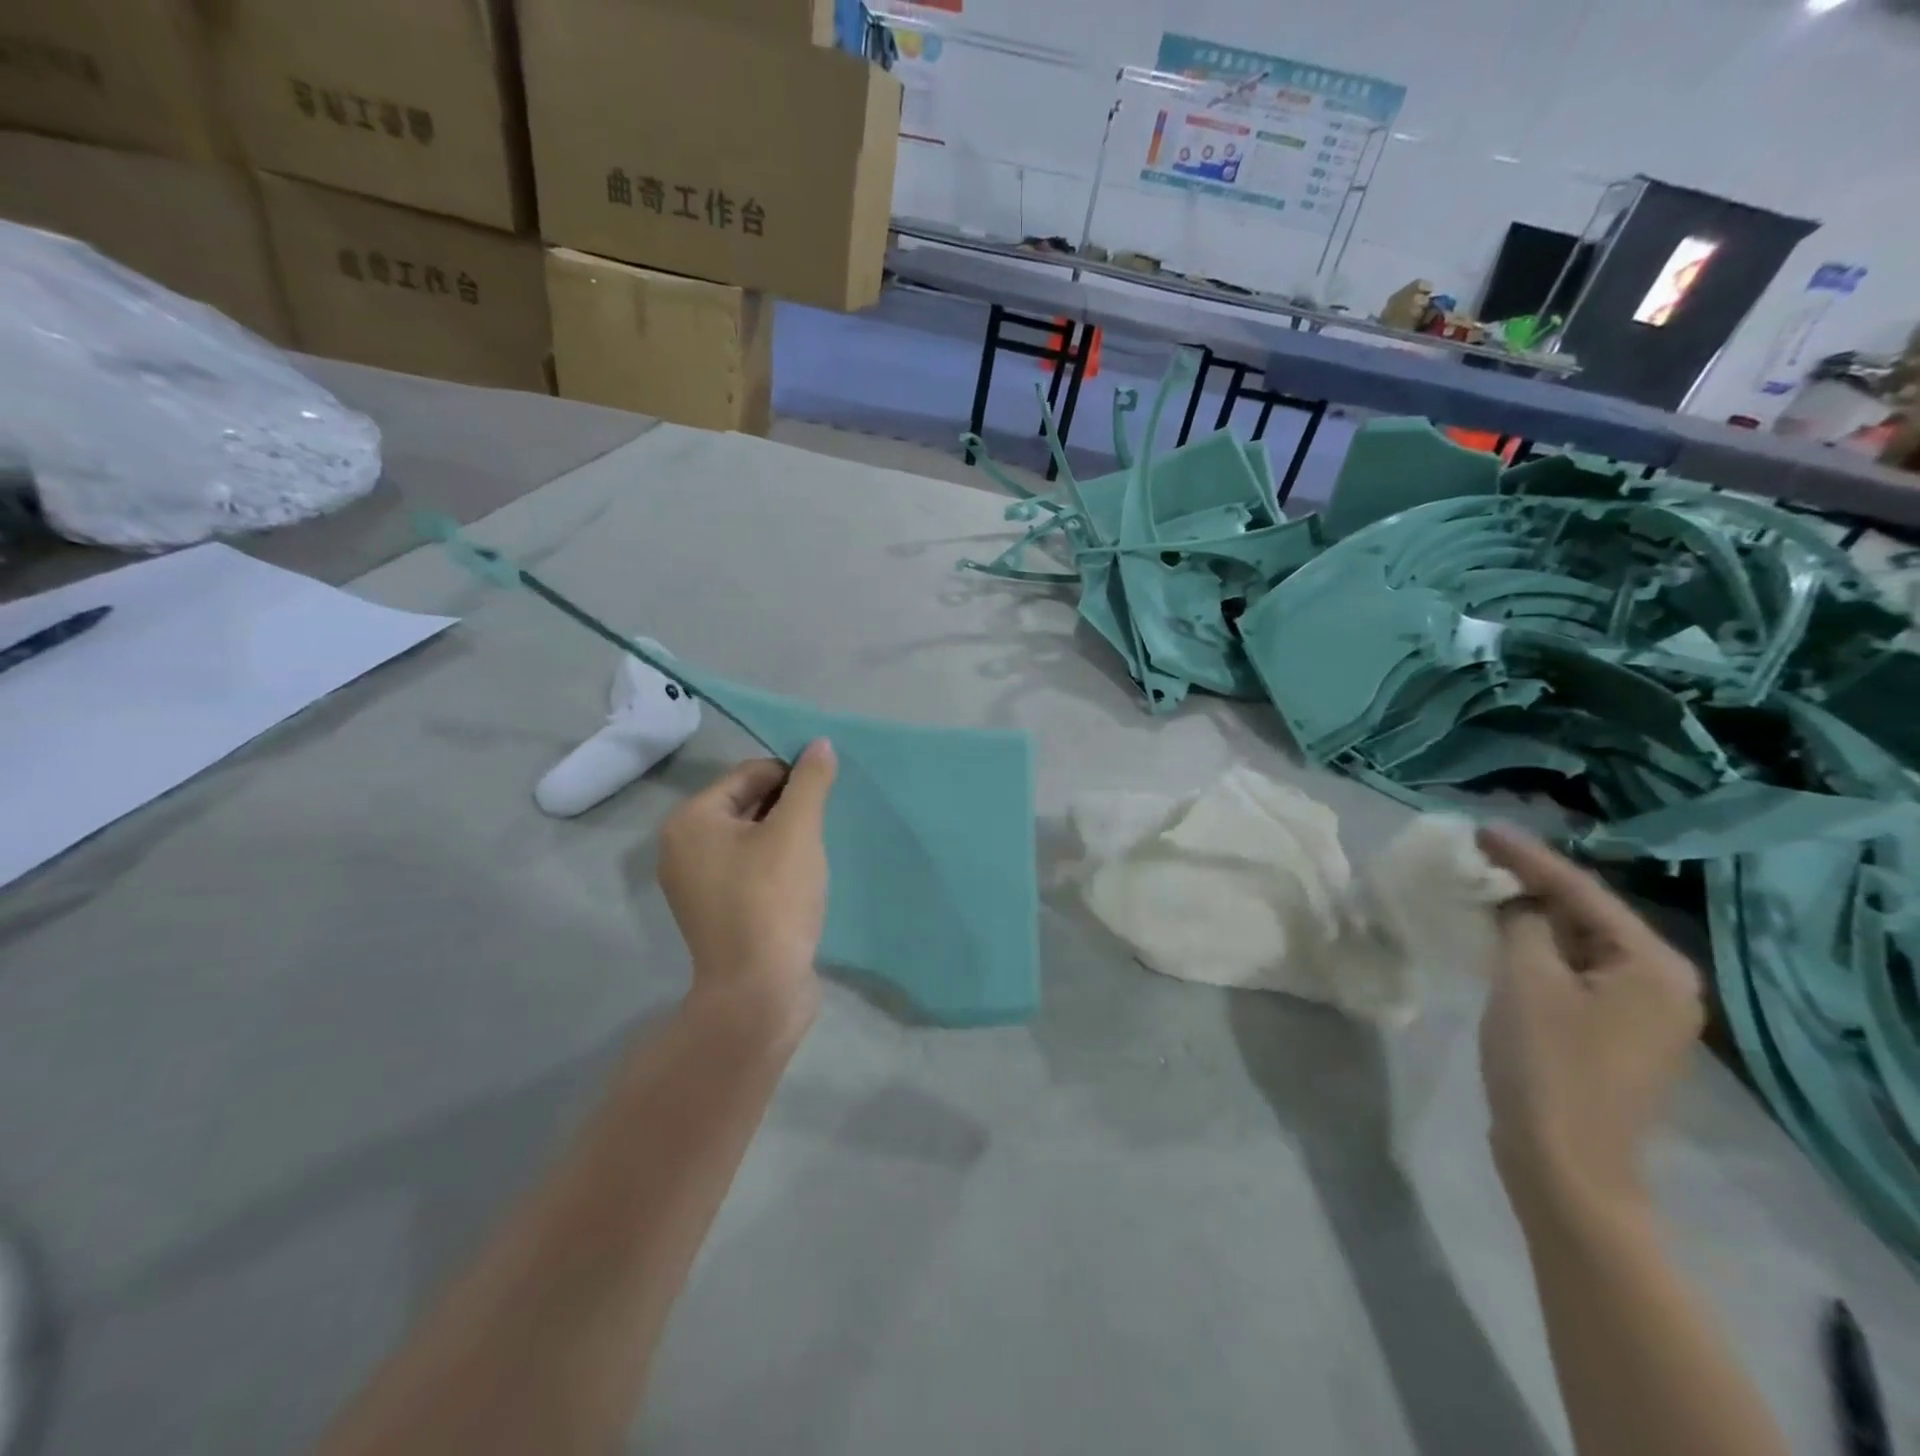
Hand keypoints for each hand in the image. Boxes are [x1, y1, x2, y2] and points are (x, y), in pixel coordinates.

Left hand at [658, 740, 836, 1032]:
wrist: (757, 991)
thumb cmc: (772, 899)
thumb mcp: (797, 830)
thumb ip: (810, 781)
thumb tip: (820, 743)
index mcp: (691, 821)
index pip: (748, 774)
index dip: (791, 778)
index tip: (823, 799)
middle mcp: (682, 847)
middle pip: (745, 804)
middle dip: (787, 808)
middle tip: (820, 827)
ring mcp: (695, 884)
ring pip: (749, 838)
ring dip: (784, 837)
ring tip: (813, 854)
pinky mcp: (715, 911)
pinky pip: (747, 869)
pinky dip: (774, 865)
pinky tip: (800, 881)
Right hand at [1475, 824, 1703, 1217]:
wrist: (1564, 1162)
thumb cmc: (1546, 1064)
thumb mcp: (1525, 979)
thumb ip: (1523, 923)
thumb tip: (1516, 900)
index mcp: (1652, 965)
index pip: (1581, 891)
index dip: (1526, 856)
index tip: (1479, 829)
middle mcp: (1660, 982)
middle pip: (1586, 914)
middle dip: (1530, 882)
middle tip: (1476, 853)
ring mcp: (1640, 1011)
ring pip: (1577, 943)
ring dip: (1530, 914)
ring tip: (1482, 883)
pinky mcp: (1611, 1032)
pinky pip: (1572, 970)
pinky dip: (1536, 947)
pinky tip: (1501, 933)